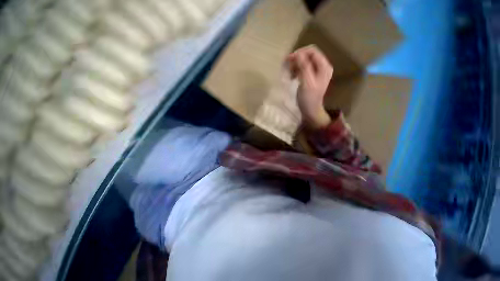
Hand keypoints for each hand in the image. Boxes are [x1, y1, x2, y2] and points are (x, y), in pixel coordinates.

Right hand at [287, 45, 332, 129]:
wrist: (310, 110)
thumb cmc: (309, 98)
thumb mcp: (306, 82)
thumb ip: (304, 67)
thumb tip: (298, 53)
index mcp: (324, 66)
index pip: (312, 51)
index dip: (300, 53)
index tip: (288, 59)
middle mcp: (322, 67)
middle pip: (308, 56)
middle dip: (297, 59)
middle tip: (287, 67)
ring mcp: (317, 72)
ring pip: (305, 62)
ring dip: (296, 66)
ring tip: (289, 74)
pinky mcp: (312, 77)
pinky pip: (304, 69)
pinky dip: (297, 71)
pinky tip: (292, 77)